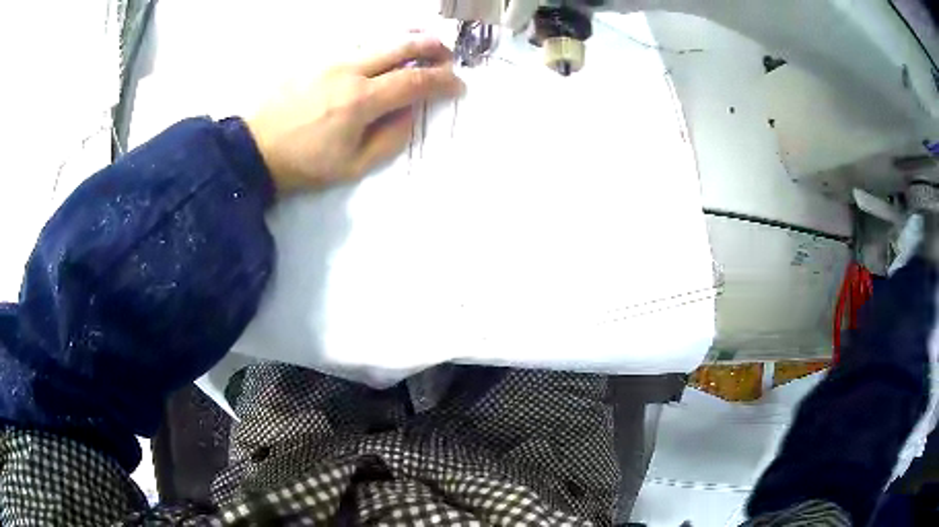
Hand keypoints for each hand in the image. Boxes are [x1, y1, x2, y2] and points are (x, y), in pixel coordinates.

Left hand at [246, 38, 463, 192]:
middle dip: (431, 46)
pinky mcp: (315, 59)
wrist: (254, 148)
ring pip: (378, 38)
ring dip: (407, 37)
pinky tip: (384, 48)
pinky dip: (378, 42)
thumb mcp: (352, 166)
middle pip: (400, 46)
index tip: (458, 84)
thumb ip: (389, 139)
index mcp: (361, 101)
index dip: (442, 81)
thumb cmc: (304, 164)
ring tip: (424, 40)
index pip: (414, 82)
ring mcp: (330, 60)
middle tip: (447, 54)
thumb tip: (411, 113)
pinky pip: (355, 43)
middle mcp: (349, 71)